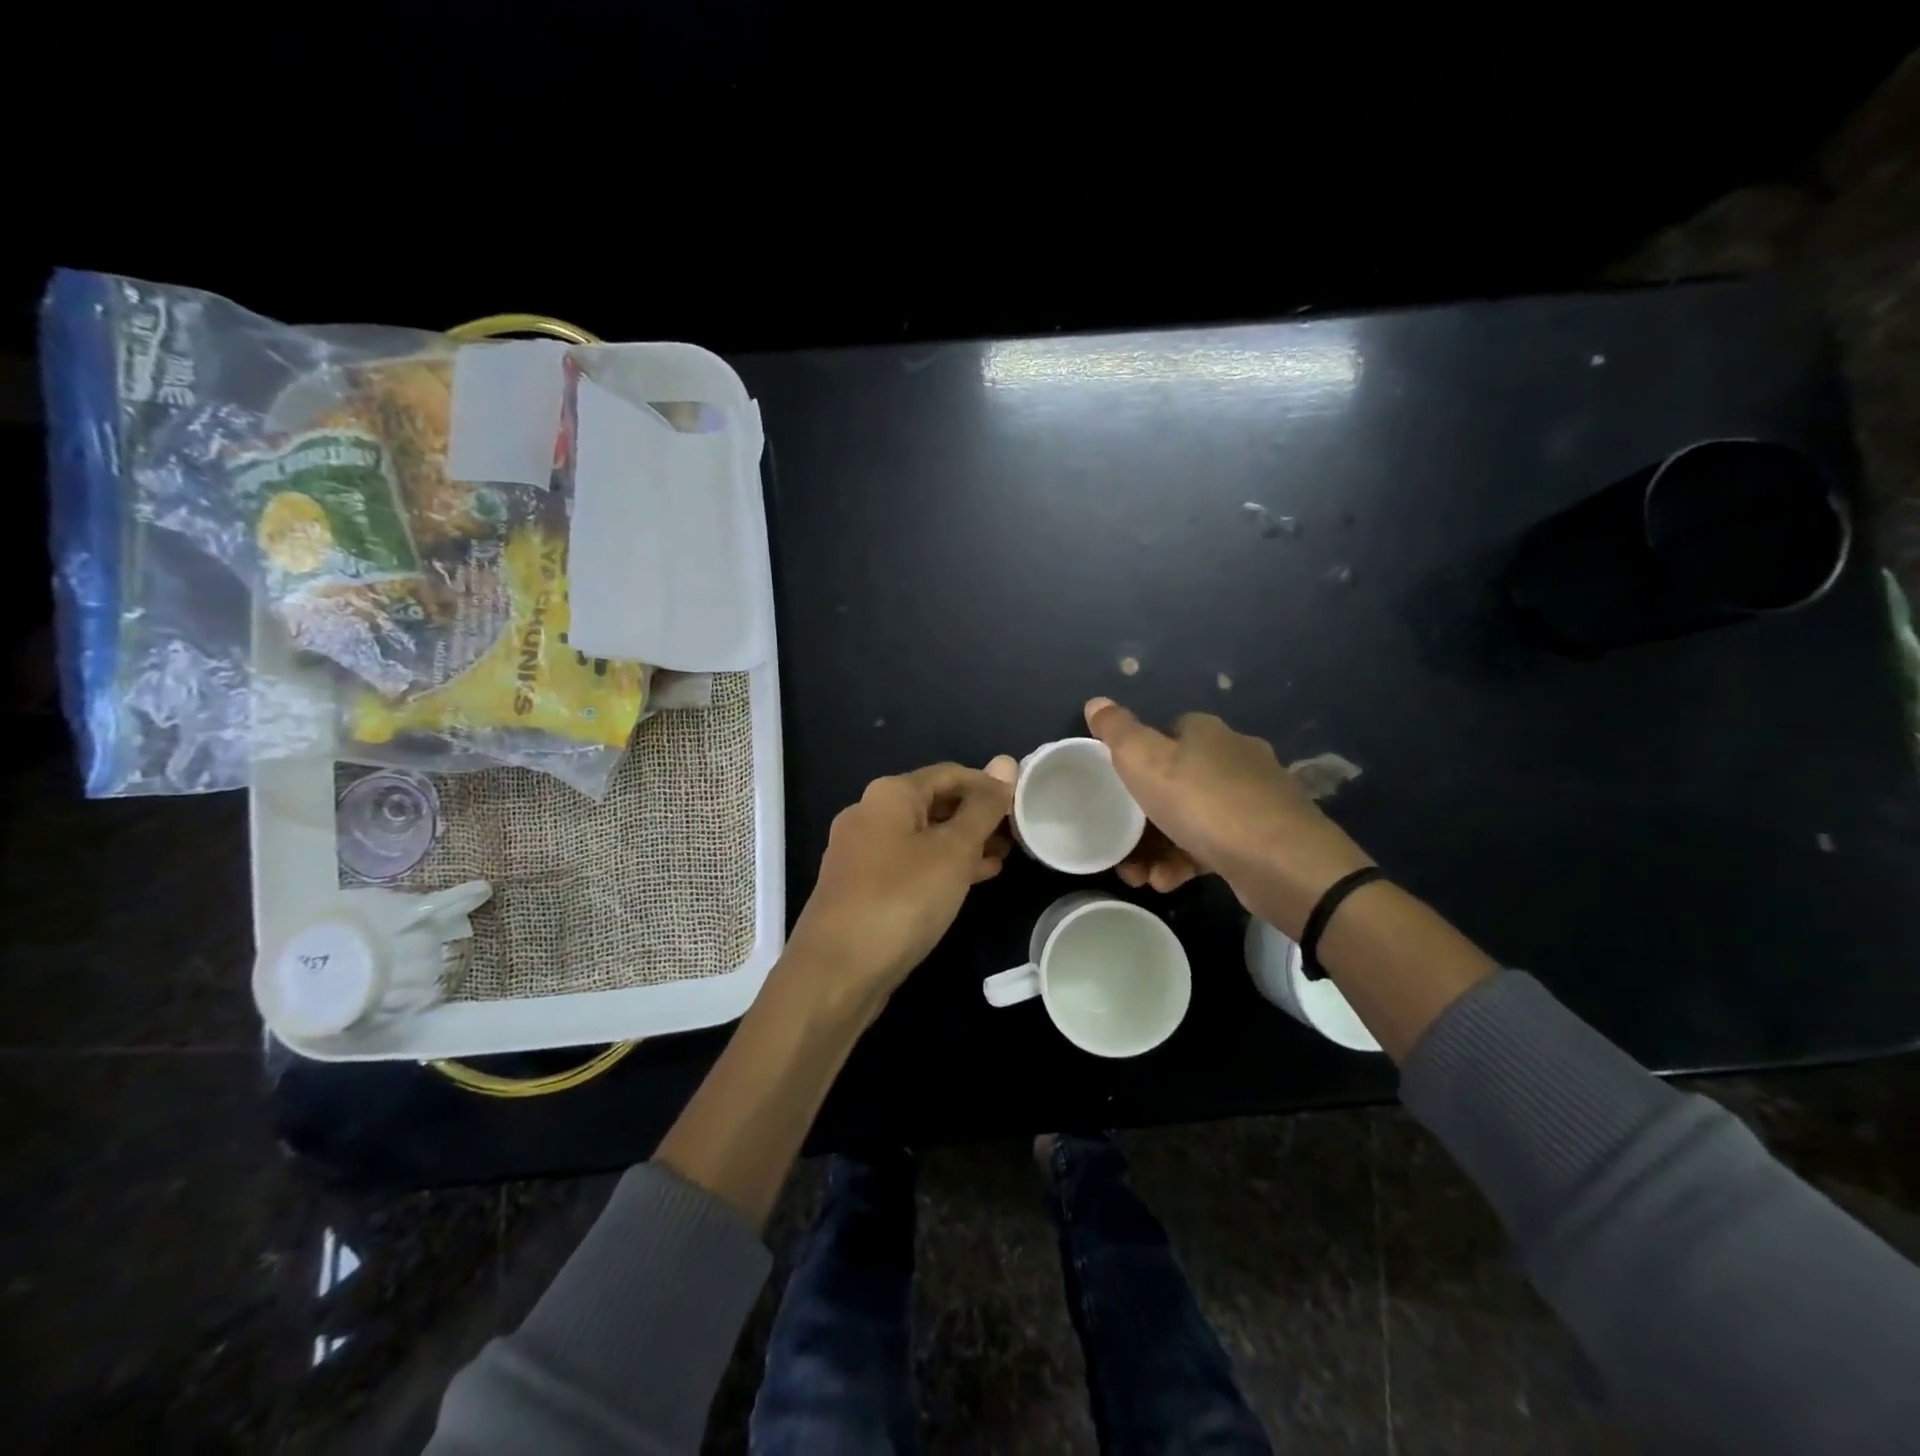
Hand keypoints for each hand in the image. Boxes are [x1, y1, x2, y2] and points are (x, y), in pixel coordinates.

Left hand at [782, 762, 1013, 1019]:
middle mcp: (870, 814)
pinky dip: (941, 867)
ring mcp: (861, 852)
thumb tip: (1005, 762)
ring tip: (1003, 859)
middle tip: (1018, 837)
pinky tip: (971, 882)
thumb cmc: (901, 899)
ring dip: (963, 844)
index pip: (950, 774)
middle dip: (977, 817)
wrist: (835, 972)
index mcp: (889, 794)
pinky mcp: (861, 887)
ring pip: (923, 837)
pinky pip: (910, 864)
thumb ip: (982, 808)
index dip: (989, 786)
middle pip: (935, 803)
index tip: (1024, 807)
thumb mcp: (953, 851)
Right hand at [1085, 697, 1373, 933]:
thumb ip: (1117, 732)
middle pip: (1176, 780)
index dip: (1136, 759)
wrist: (1282, 861)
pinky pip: (1214, 845)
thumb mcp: (1144, 761)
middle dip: (1141, 816)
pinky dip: (1187, 861)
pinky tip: (1169, 882)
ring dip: (1159, 846)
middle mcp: (1234, 757)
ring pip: (1193, 817)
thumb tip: (1096, 702)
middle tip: (1120, 845)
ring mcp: (1255, 798)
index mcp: (1206, 733)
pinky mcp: (1266, 837)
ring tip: (1139, 876)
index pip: (1165, 733)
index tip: (1116, 789)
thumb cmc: (1203, 802)